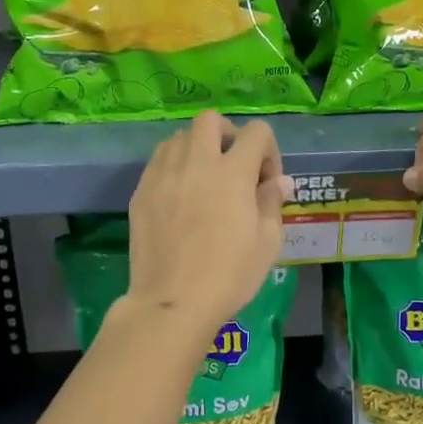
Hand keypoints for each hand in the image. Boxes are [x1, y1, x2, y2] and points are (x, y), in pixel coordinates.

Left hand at [126, 111, 294, 339]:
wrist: (173, 302)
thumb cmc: (229, 275)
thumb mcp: (266, 242)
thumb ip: (272, 202)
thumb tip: (280, 181)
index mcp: (233, 173)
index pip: (256, 132)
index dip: (268, 151)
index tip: (267, 181)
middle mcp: (196, 163)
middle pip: (210, 120)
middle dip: (228, 134)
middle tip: (234, 166)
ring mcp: (163, 175)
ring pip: (179, 137)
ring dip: (197, 148)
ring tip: (204, 178)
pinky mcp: (141, 192)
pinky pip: (158, 161)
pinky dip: (174, 166)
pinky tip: (180, 194)